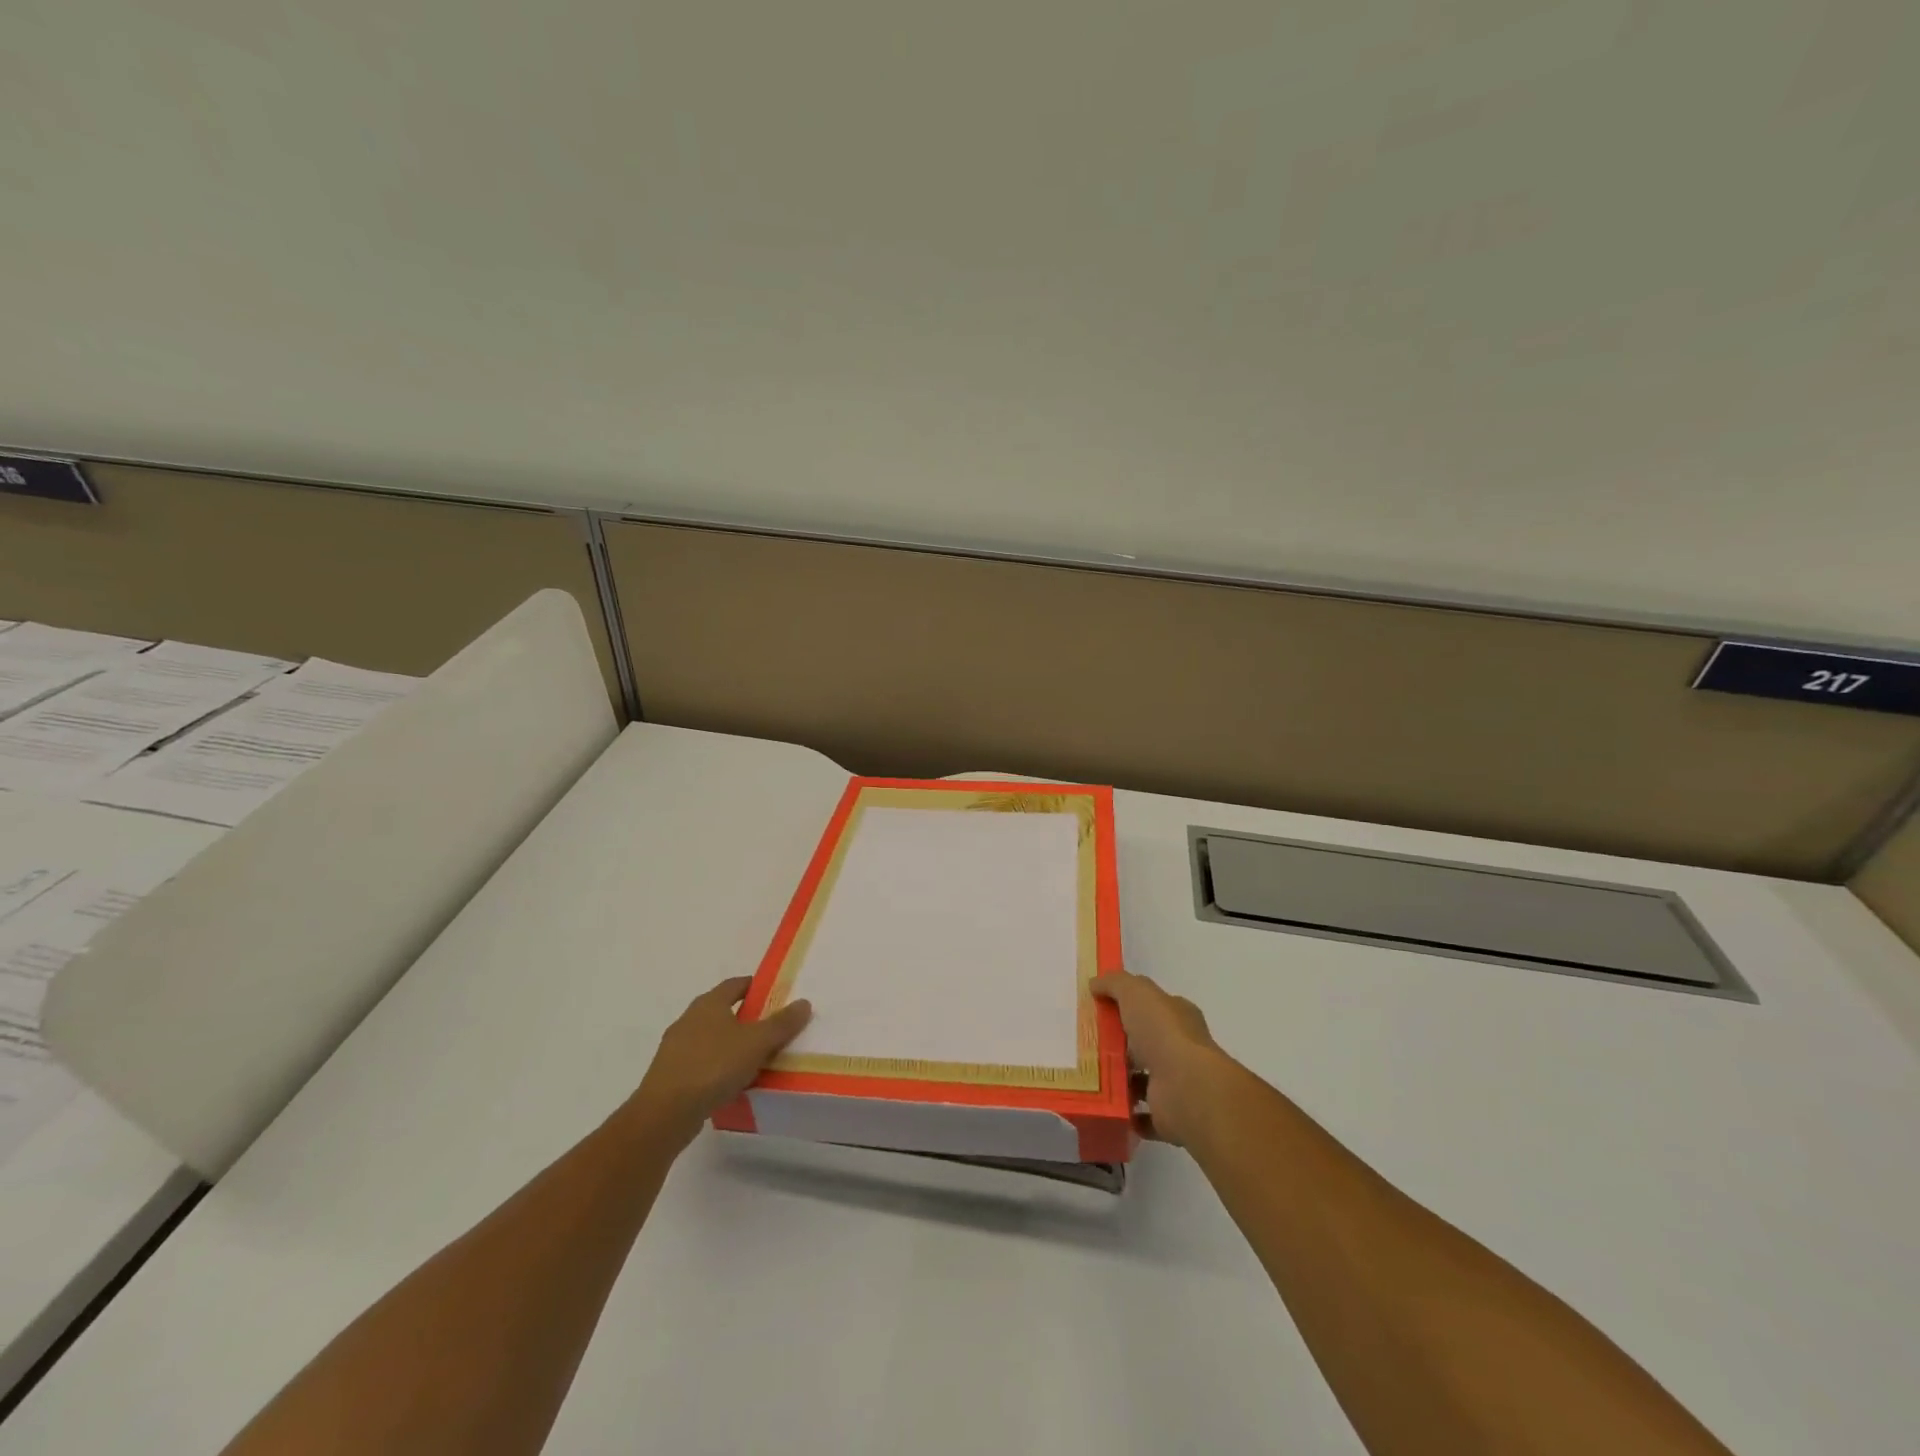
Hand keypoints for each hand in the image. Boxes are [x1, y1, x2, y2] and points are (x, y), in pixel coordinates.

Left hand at [628, 977, 811, 1146]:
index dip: (755, 986)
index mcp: (709, 1003)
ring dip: (731, 1045)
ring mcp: (676, 1047)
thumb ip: (781, 1023)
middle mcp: (689, 1019)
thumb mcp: (756, 1043)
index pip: (735, 984)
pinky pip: (701, 1063)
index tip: (775, 995)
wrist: (665, 1113)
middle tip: (771, 1029)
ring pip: (711, 1038)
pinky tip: (732, 1083)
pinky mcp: (670, 1074)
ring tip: (755, 1059)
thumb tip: (804, 1002)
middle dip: (746, 1018)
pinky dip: (718, 1067)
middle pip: (723, 1011)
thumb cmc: (713, 1066)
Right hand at [1092, 971, 1232, 1146]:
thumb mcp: (1137, 993)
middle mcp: (1180, 1049)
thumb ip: (1116, 984)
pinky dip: (1126, 1112)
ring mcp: (1175, 1084)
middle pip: (1146, 1044)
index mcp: (1178, 1017)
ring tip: (1087, 1075)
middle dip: (1120, 1044)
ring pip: (1142, 1080)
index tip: (1100, 1009)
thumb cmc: (1164, 1033)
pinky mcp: (1167, 1115)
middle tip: (1086, 1044)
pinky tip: (1102, 1105)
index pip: (1155, 1007)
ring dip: (1120, 1080)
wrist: (1187, 1089)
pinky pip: (1142, 1115)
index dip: (1130, 1005)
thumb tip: (1095, 983)